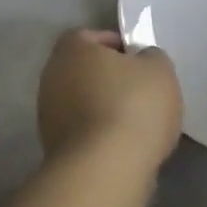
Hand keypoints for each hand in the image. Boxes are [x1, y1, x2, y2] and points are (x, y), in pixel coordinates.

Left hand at [37, 29, 183, 174]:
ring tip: (135, 123)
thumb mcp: (159, 69)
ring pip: (81, 102)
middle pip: (83, 70)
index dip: (116, 45)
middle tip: (140, 91)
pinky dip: (98, 134)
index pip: (90, 36)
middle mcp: (51, 76)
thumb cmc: (133, 106)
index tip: (139, 61)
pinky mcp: (53, 148)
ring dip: (103, 108)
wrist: (105, 169)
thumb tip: (141, 61)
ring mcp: (47, 115)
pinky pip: (81, 131)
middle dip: (109, 78)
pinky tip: (122, 146)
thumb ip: (150, 57)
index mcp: (72, 49)